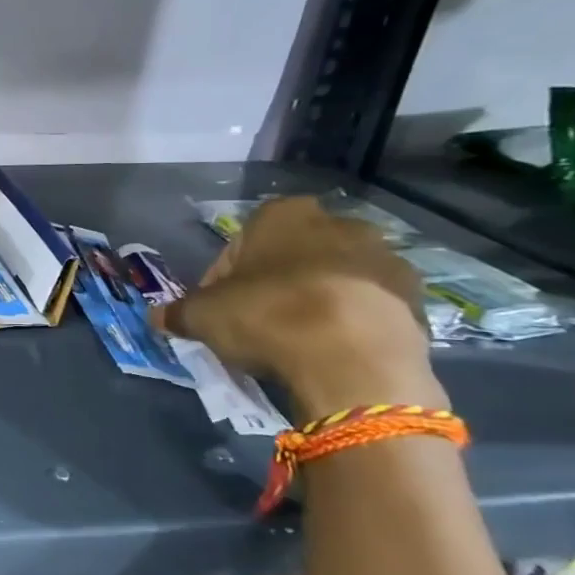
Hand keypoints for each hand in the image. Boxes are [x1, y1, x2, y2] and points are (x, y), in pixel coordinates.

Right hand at [154, 195, 446, 418]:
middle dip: (273, 283)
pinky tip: (332, 349)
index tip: (217, 309)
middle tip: (256, 322)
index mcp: (282, 215)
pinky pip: (368, 304)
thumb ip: (178, 312)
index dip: (222, 278)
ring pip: (333, 277)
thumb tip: (158, 317)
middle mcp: (338, 222)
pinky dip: (350, 320)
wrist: (354, 359)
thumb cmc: (268, 317)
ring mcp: (384, 257)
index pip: (239, 243)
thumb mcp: (202, 316)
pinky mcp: (416, 295)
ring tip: (297, 340)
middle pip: (291, 255)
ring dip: (315, 299)